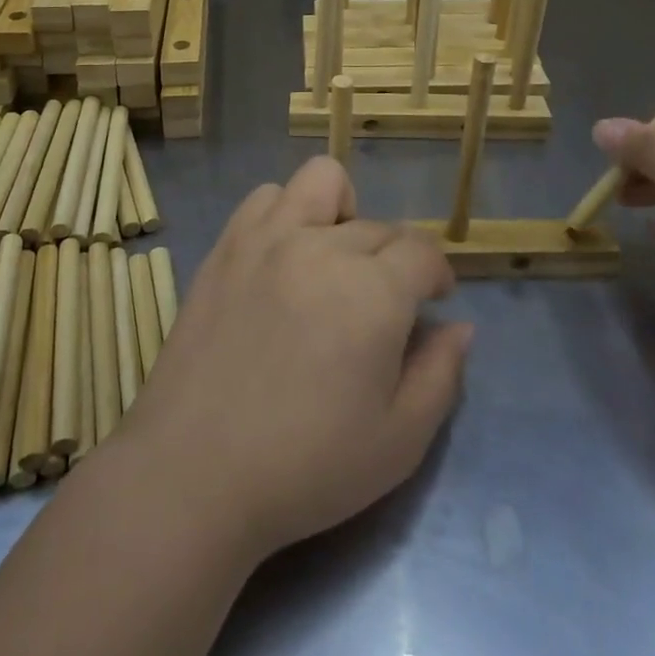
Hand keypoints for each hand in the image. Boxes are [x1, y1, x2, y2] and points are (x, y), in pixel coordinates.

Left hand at [117, 158, 471, 559]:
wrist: (194, 473)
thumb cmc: (306, 467)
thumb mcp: (399, 442)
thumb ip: (441, 375)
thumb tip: (460, 326)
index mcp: (373, 291)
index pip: (423, 251)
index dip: (437, 274)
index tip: (434, 300)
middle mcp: (323, 246)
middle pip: (378, 226)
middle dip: (394, 260)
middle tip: (379, 308)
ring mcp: (269, 238)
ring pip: (322, 182)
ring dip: (341, 212)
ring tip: (333, 258)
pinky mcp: (227, 245)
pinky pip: (266, 197)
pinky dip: (285, 212)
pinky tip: (283, 256)